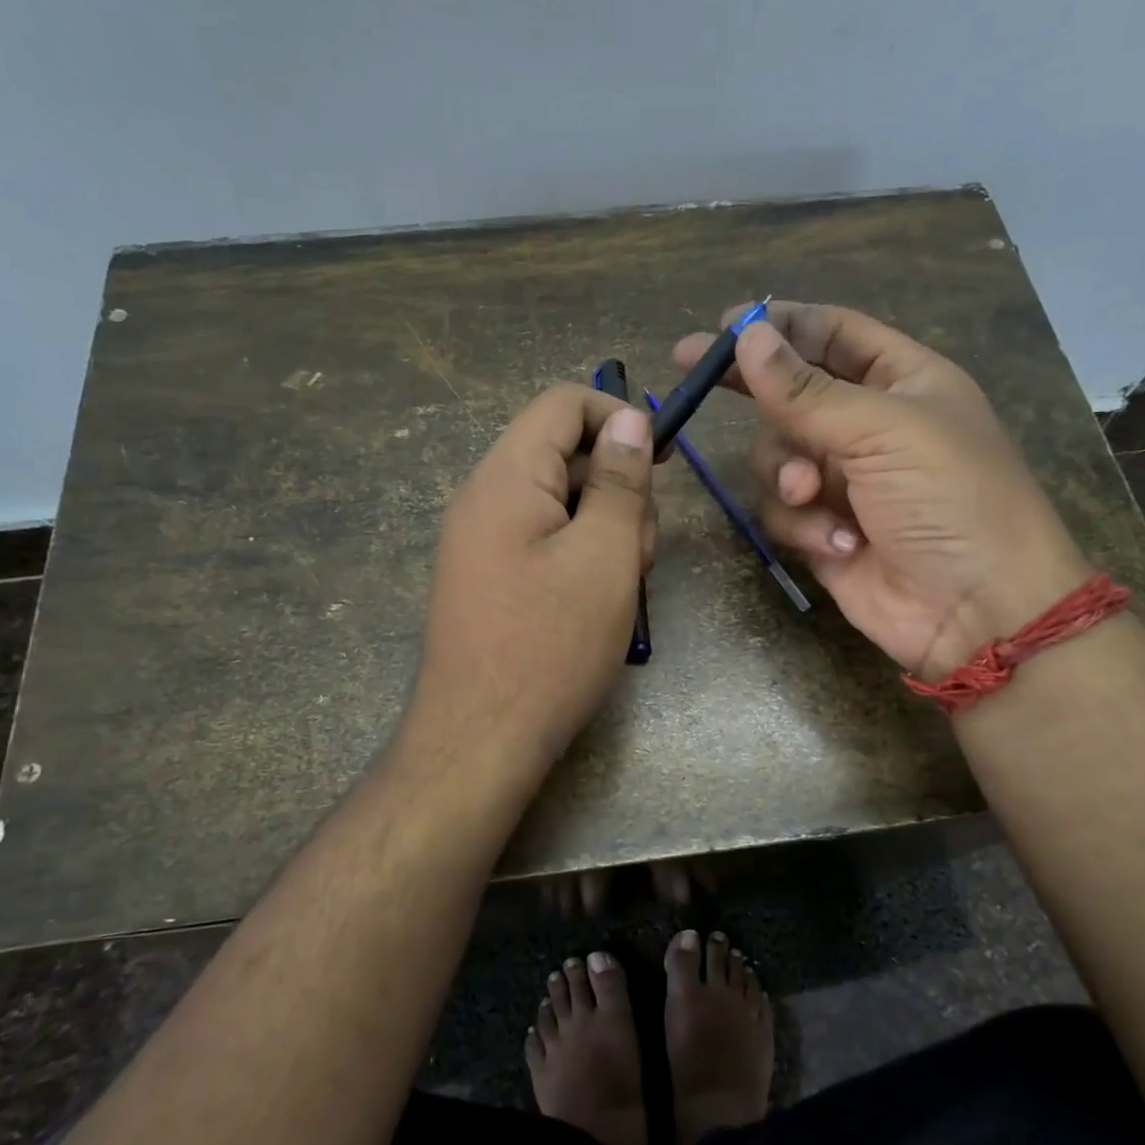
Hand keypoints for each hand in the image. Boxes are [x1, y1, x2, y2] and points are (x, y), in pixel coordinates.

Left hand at [410, 384, 655, 782]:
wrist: (480, 740)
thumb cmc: (550, 646)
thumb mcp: (604, 556)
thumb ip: (620, 481)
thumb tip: (629, 419)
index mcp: (505, 478)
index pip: (562, 404)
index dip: (618, 417)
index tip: (663, 461)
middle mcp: (484, 498)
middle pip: (564, 455)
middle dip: (616, 491)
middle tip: (636, 554)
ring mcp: (481, 541)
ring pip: (561, 503)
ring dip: (603, 531)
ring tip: (618, 590)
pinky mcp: (489, 578)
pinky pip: (544, 541)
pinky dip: (580, 558)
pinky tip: (595, 604)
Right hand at [671, 302, 1088, 679]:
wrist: (975, 609)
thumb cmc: (950, 499)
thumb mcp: (882, 430)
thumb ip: (806, 391)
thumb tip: (746, 337)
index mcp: (901, 381)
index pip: (831, 334)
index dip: (779, 325)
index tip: (721, 326)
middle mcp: (868, 425)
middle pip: (791, 393)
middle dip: (754, 390)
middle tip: (692, 372)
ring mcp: (843, 481)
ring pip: (776, 456)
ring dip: (786, 473)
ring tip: (810, 495)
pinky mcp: (823, 530)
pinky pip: (782, 511)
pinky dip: (801, 524)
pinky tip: (837, 543)